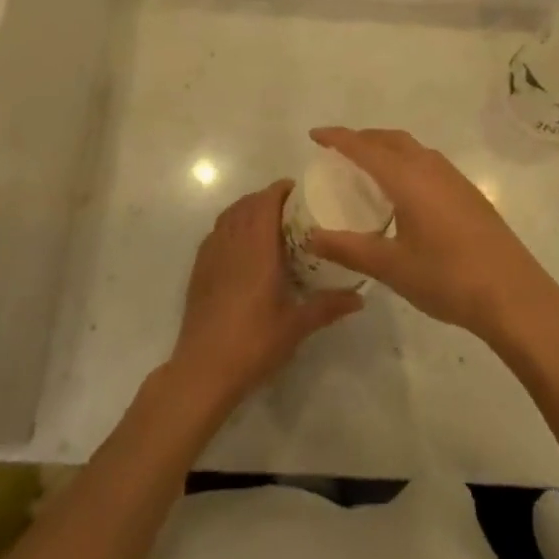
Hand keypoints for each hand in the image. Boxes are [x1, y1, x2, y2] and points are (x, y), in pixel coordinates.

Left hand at [168, 180, 362, 411]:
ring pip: (229, 215)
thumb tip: (360, 297)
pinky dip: (230, 225)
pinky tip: (243, 245)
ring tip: (268, 220)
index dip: (281, 190)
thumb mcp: (297, 325)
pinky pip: (216, 232)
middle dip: (267, 198)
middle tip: (290, 207)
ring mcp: (211, 254)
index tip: (299, 190)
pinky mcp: (199, 269)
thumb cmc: (254, 342)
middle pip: (247, 204)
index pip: (266, 202)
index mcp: (257, 247)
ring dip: (247, 209)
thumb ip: (328, 306)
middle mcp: (232, 242)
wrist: (204, 369)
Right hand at [304, 128, 558, 349]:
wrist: (514, 296)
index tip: (315, 135)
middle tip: (339, 151)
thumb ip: (348, 249)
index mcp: (408, 179)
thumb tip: (311, 237)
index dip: (338, 138)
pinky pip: (429, 163)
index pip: (365, 147)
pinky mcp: (470, 194)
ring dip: (388, 148)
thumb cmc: (447, 278)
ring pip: (414, 149)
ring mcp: (455, 180)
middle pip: (392, 139)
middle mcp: (431, 169)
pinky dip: (407, 162)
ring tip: (368, 167)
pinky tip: (405, 192)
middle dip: (363, 138)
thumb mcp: (390, 267)